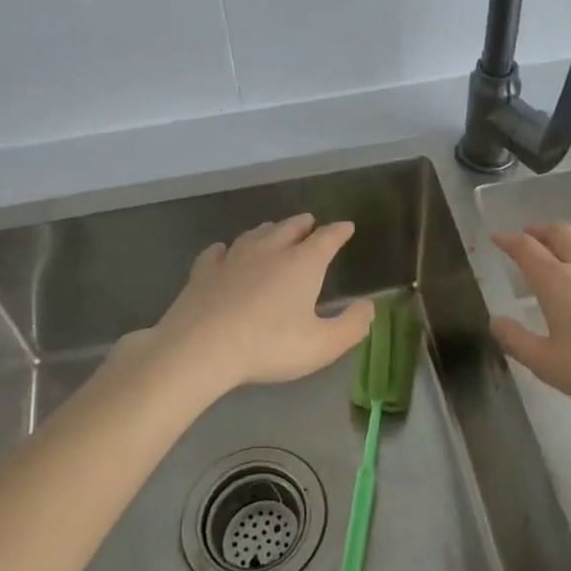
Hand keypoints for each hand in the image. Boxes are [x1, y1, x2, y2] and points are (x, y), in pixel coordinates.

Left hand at [142, 214, 374, 396]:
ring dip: (269, 230)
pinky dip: (225, 249)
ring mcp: (234, 258)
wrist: (201, 348)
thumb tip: (369, 307)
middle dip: (304, 224)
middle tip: (310, 223)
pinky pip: (217, 252)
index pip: (327, 238)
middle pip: (290, 228)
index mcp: (303, 263)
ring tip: (273, 231)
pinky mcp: (204, 271)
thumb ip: (351, 326)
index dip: (339, 231)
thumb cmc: (269, 345)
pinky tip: (223, 251)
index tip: (347, 227)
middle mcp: (270, 250)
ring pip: (255, 234)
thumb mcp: (322, 345)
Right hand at [490, 223, 570, 419]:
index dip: (508, 240)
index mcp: (556, 281)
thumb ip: (515, 340)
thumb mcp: (546, 364)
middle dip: (539, 231)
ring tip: (564, 235)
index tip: (498, 238)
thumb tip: (496, 320)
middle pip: (559, 233)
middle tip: (530, 237)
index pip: (526, 249)